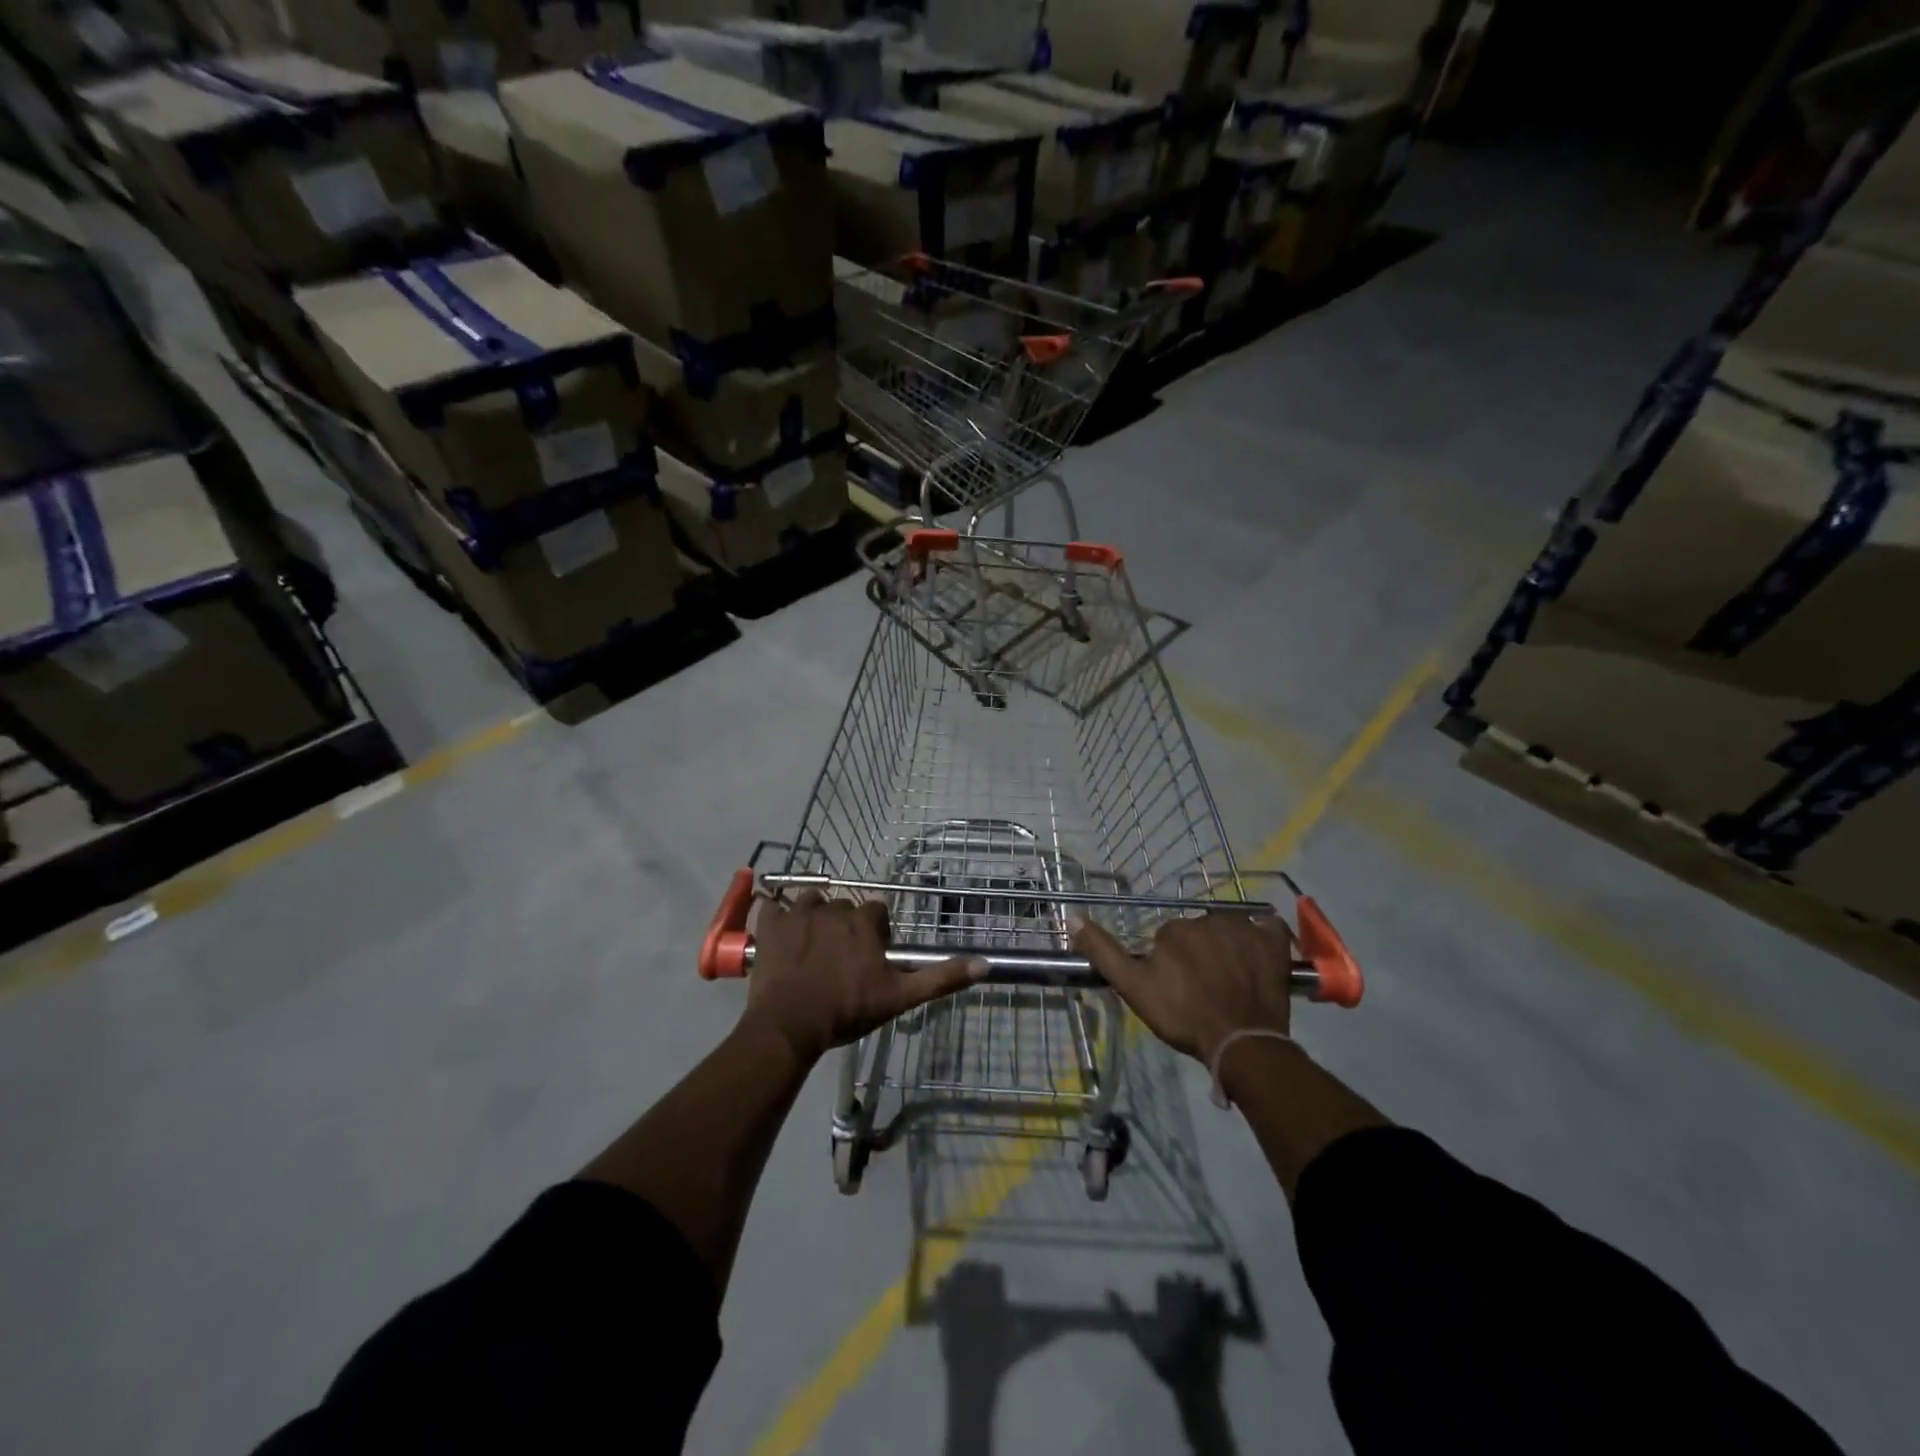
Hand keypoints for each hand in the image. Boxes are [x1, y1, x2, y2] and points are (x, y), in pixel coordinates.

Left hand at [742, 891, 986, 1063]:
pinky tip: (779, 934)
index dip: (876, 931)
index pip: (876, 911)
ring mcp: (798, 913)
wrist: (790, 1025)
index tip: (871, 955)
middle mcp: (833, 908)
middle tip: (841, 958)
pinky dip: (776, 916)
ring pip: (811, 902)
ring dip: (813, 917)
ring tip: (811, 946)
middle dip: (845, 925)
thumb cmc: (847, 1009)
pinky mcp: (770, 924)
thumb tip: (984, 964)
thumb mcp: (899, 998)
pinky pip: (773, 906)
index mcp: (863, 922)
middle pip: (844, 907)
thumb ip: (939, 978)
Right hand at [1071, 911, 1294, 1066]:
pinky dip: (1262, 938)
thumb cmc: (1183, 1017)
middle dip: (1199, 955)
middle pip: (1199, 934)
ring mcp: (1244, 928)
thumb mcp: (1134, 988)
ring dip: (1227, 948)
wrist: (1241, 1043)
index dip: (1171, 965)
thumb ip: (1104, 952)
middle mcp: (1207, 918)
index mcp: (1173, 929)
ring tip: (1232, 983)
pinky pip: (1266, 927)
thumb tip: (1071, 916)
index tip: (1177, 989)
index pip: (1168, 940)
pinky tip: (1258, 959)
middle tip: (1204, 990)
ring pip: (1228, 931)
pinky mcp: (1273, 941)